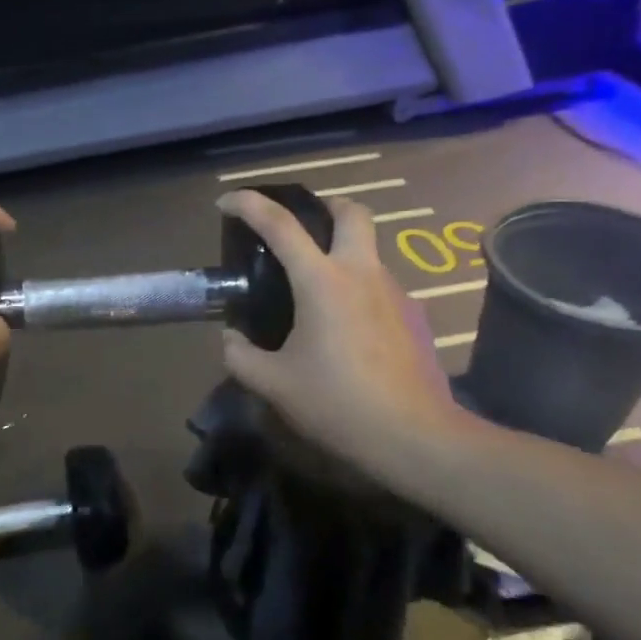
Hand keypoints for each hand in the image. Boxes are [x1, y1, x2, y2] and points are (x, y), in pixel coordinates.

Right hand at [217, 189, 466, 478]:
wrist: (414, 437)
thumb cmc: (338, 403)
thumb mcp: (274, 384)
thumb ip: (240, 356)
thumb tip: (231, 339)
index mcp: (322, 281)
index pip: (281, 224)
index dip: (249, 205)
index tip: (226, 202)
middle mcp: (362, 273)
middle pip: (351, 212)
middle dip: (324, 207)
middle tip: (300, 229)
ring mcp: (394, 292)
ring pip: (368, 250)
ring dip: (341, 253)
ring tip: (315, 294)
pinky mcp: (413, 315)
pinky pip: (379, 285)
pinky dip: (357, 289)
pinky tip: (344, 330)